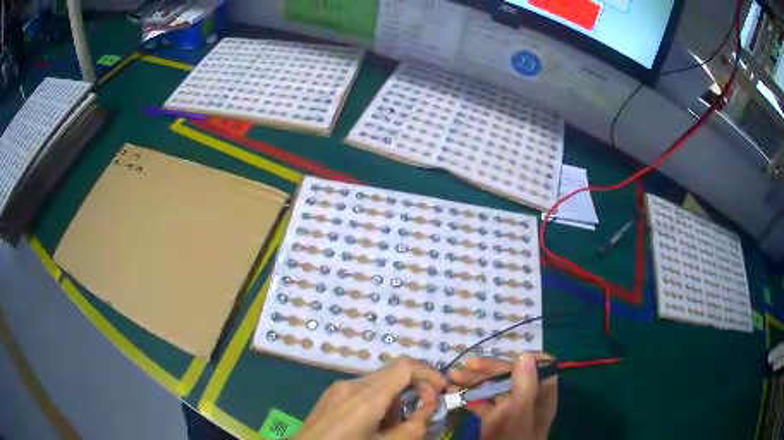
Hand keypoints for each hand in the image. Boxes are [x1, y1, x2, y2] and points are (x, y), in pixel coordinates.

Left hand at [295, 358, 447, 439]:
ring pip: (379, 381)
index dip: (429, 374)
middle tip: (425, 410)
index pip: (404, 367)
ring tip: (395, 424)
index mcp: (365, 397)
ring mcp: (338, 387)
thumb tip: (429, 407)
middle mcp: (351, 384)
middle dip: (415, 387)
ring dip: (396, 396)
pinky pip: (363, 389)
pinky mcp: (331, 394)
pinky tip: (375, 422)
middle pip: (393, 372)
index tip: (443, 390)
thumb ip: (414, 426)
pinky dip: (379, 400)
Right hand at [448, 353, 556, 439]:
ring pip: (495, 388)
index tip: (501, 357)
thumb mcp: (518, 413)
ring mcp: (512, 409)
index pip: (538, 365)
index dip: (522, 358)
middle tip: (463, 366)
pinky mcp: (497, 419)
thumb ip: (524, 386)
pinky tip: (455, 395)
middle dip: (487, 369)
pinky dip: (470, 397)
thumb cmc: (512, 438)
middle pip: (511, 375)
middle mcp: (528, 398)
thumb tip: (524, 354)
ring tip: (452, 378)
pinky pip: (485, 403)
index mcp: (541, 393)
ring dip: (474, 382)